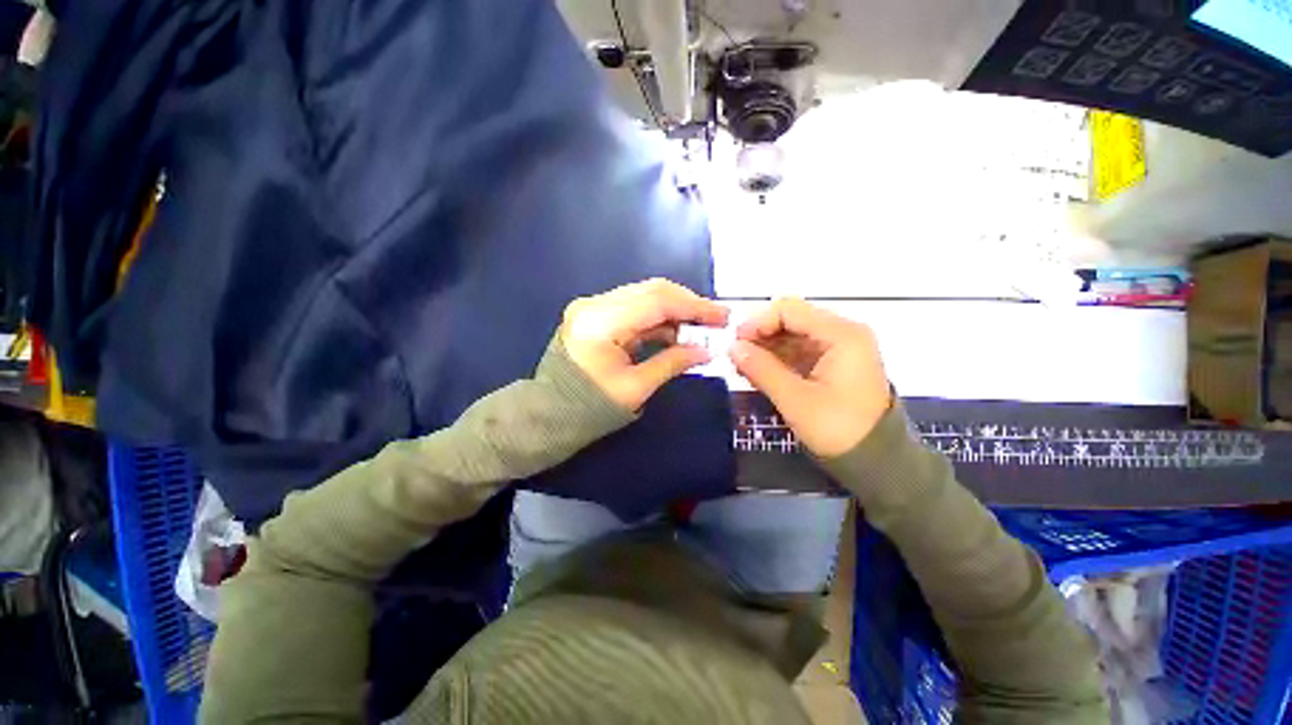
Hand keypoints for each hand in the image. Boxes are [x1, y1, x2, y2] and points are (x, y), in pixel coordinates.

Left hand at [561, 279, 729, 410]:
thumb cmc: (589, 409)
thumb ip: (672, 363)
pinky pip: (634, 308)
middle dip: (688, 304)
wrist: (549, 414)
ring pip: (644, 296)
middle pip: (651, 291)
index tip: (722, 316)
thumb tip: (706, 351)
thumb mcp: (636, 389)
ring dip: (674, 310)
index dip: (694, 306)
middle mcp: (594, 304)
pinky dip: (658, 318)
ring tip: (700, 328)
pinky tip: (676, 332)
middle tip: (715, 320)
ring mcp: (592, 306)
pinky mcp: (595, 314)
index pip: (657, 301)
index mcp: (601, 322)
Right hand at [730, 298, 890, 457]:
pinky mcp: (833, 364)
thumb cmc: (838, 429)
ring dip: (766, 348)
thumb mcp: (795, 400)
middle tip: (736, 357)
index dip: (758, 322)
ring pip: (792, 335)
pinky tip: (759, 373)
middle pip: (791, 320)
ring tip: (743, 368)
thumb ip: (761, 369)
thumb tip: (733, 347)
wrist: (877, 462)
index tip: (735, 343)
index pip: (789, 310)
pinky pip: (798, 352)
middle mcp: (842, 333)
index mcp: (841, 335)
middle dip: (760, 336)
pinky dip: (777, 360)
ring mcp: (839, 348)